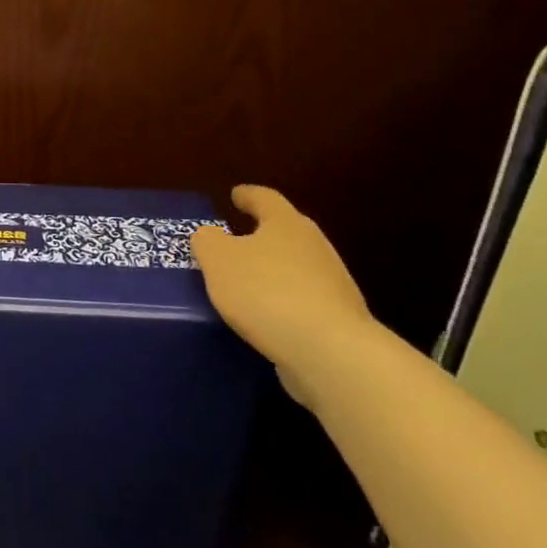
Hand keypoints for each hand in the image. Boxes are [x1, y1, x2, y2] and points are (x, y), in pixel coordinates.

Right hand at [190, 185, 375, 407]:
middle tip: (235, 240)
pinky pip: (302, 302)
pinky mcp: (339, 320)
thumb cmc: (267, 292)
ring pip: (295, 268)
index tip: (235, 195)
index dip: (247, 195)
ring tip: (244, 285)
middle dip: (261, 235)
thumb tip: (210, 236)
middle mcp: (314, 247)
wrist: (331, 353)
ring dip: (272, 272)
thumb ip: (207, 241)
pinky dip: (283, 304)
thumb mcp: (218, 260)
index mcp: (286, 224)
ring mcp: (333, 285)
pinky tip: (264, 319)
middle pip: (285, 232)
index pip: (265, 198)